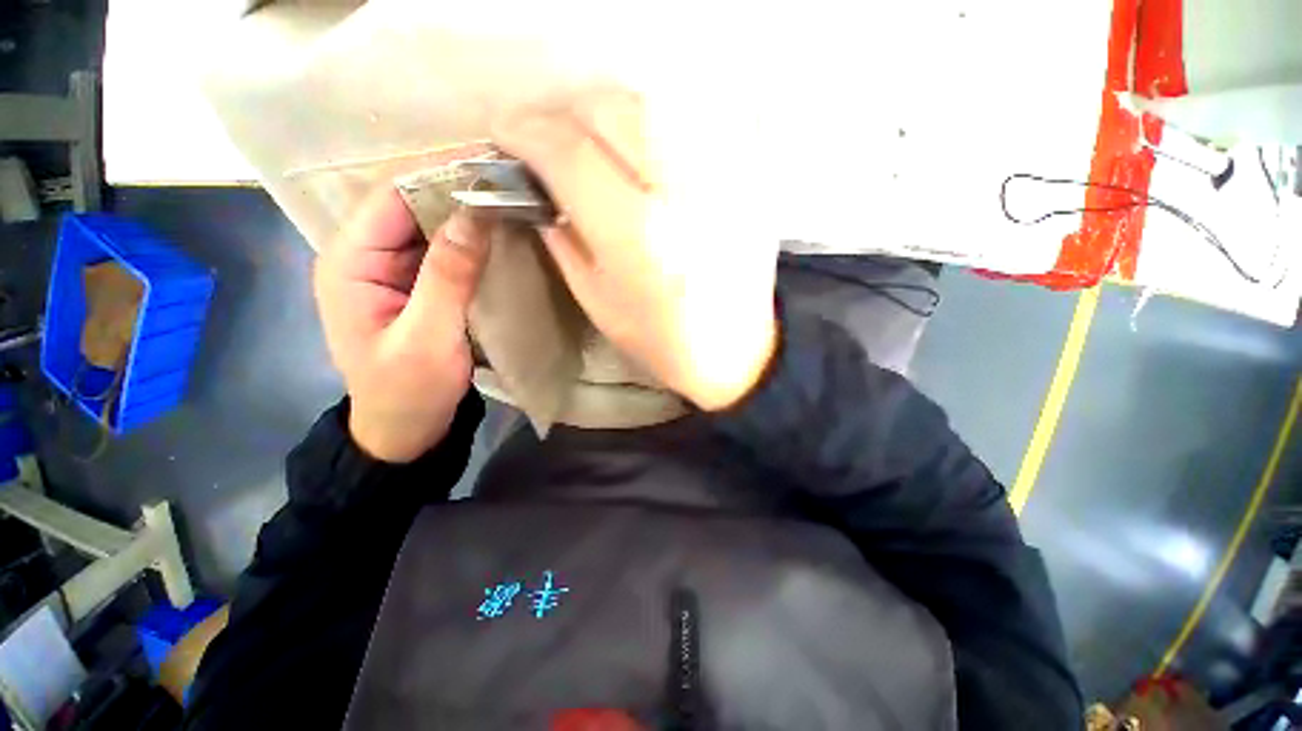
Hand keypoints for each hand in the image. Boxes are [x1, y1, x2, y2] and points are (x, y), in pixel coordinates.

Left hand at [314, 189, 488, 461]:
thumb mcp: (428, 337)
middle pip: (410, 203)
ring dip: (467, 211)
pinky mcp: (414, 283)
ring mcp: (390, 268)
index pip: (391, 195)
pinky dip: (469, 237)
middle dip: (458, 189)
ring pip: (428, 223)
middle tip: (511, 181)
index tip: (491, 165)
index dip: (439, 174)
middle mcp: (364, 254)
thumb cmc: (408, 391)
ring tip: (512, 200)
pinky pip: (440, 248)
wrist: (405, 429)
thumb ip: (448, 276)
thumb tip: (476, 215)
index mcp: (349, 261)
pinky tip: (499, 233)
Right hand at [493, 90, 778, 410]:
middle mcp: (680, 193)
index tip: (505, 133)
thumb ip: (562, 235)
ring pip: (651, 104)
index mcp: (636, 234)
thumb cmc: (659, 337)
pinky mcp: (747, 177)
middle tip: (547, 137)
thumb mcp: (596, 298)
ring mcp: (722, 177)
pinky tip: (640, 149)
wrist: (733, 349)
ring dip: (606, 112)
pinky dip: (653, 121)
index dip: (525, 131)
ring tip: (589, 139)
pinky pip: (694, 120)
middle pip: (610, 110)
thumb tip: (536, 185)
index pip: (569, 151)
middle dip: (563, 114)